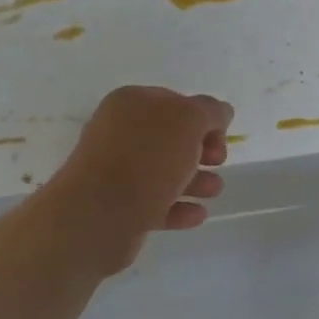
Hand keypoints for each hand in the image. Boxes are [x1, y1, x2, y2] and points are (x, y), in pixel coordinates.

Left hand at [42, 86, 233, 272]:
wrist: (97, 217)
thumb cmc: (146, 159)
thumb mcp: (188, 121)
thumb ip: (210, 110)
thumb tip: (221, 112)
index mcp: (131, 104)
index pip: (175, 102)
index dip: (204, 118)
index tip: (221, 138)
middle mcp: (120, 133)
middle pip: (171, 138)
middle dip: (201, 150)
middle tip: (218, 162)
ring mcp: (116, 171)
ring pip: (164, 172)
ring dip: (195, 180)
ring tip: (214, 191)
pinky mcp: (118, 207)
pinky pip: (155, 203)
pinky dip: (178, 207)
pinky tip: (198, 214)